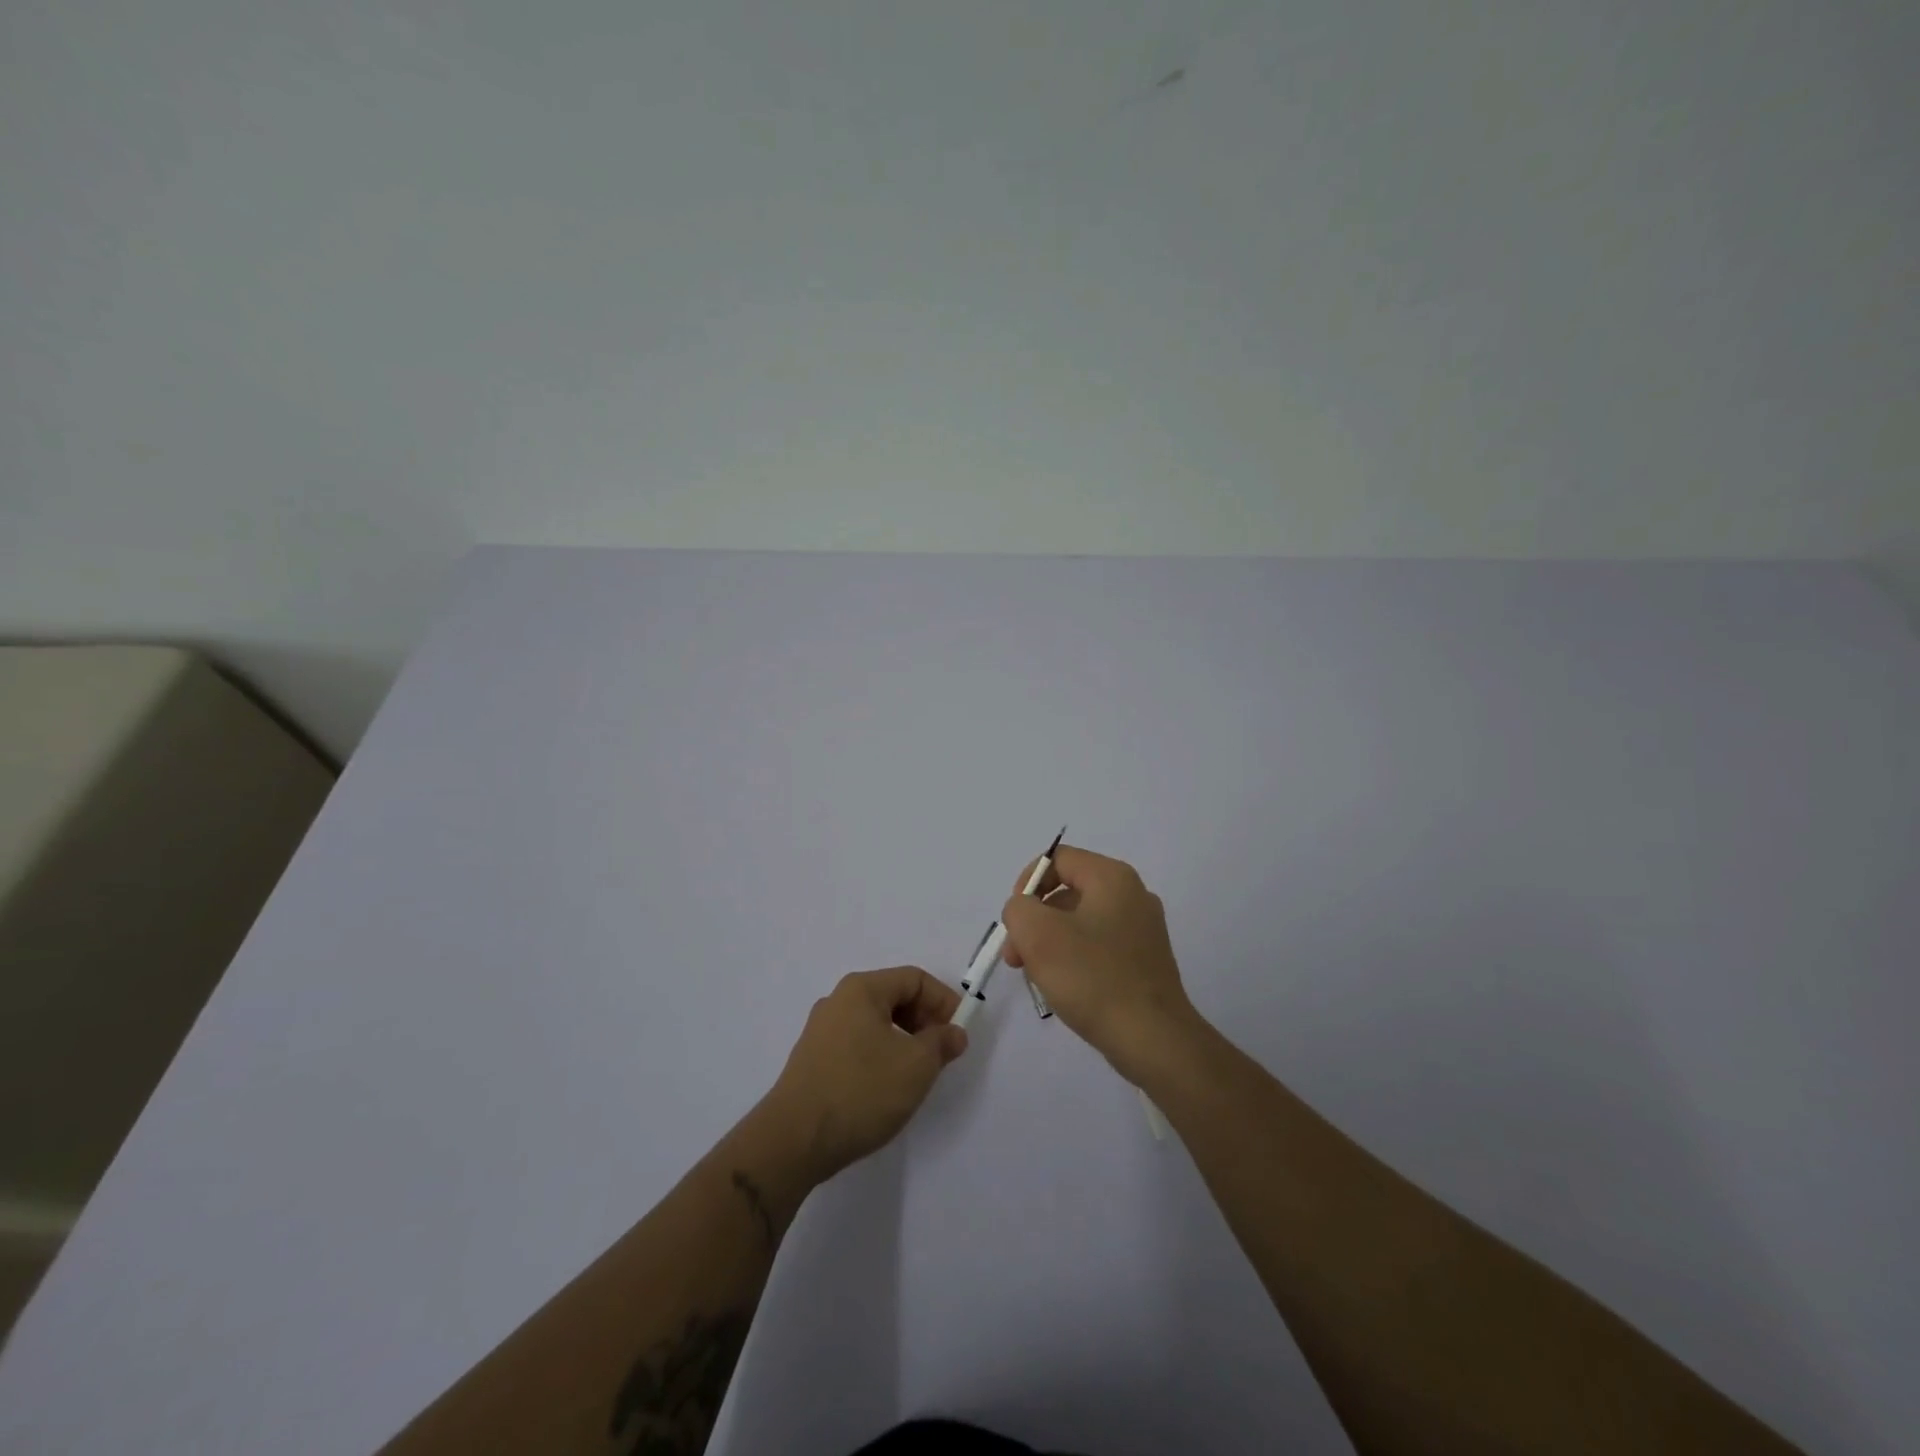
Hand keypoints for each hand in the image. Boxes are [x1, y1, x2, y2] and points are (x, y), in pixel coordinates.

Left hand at [764, 966, 967, 1182]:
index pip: (914, 979)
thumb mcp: (916, 1066)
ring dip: (904, 1040)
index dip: (944, 1001)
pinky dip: (881, 1055)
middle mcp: (838, 1001)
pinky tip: (887, 1087)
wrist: (793, 1140)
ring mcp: (821, 1031)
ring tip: (918, 1072)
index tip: (960, 1032)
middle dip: (924, 1020)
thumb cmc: (861, 1091)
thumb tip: (954, 1033)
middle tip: (943, 1052)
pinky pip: (857, 1044)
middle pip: (893, 997)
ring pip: (875, 1023)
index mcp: (861, 989)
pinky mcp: (813, 1060)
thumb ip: (942, 1043)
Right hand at [1001, 846, 1205, 1087]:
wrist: (1153, 1039)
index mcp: (1112, 878)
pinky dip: (1075, 960)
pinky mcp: (1145, 961)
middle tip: (1016, 957)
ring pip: (1080, 922)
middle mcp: (1133, 895)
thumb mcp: (1038, 934)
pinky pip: (1099, 946)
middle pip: (1068, 892)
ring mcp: (1143, 929)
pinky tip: (1065, 989)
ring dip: (1050, 943)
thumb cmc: (1093, 978)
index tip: (1016, 920)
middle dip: (1034, 920)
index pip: (1058, 859)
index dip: (1028, 883)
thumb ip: (1019, 908)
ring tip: (1037, 978)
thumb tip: (1025, 912)